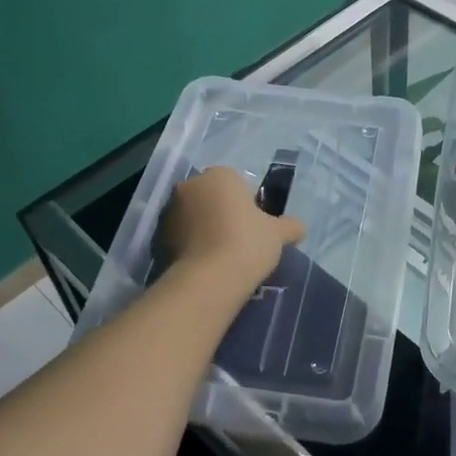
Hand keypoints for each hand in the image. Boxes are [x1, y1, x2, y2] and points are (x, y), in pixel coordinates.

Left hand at [156, 167, 304, 296]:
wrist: (208, 280)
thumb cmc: (247, 244)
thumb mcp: (278, 234)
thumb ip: (290, 226)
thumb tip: (299, 227)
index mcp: (220, 175)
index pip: (236, 183)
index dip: (247, 204)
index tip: (254, 227)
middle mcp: (190, 185)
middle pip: (211, 197)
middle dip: (221, 213)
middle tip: (238, 241)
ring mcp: (169, 210)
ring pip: (192, 216)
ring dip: (202, 229)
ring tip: (219, 257)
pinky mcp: (156, 236)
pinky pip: (178, 236)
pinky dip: (189, 246)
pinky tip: (203, 265)